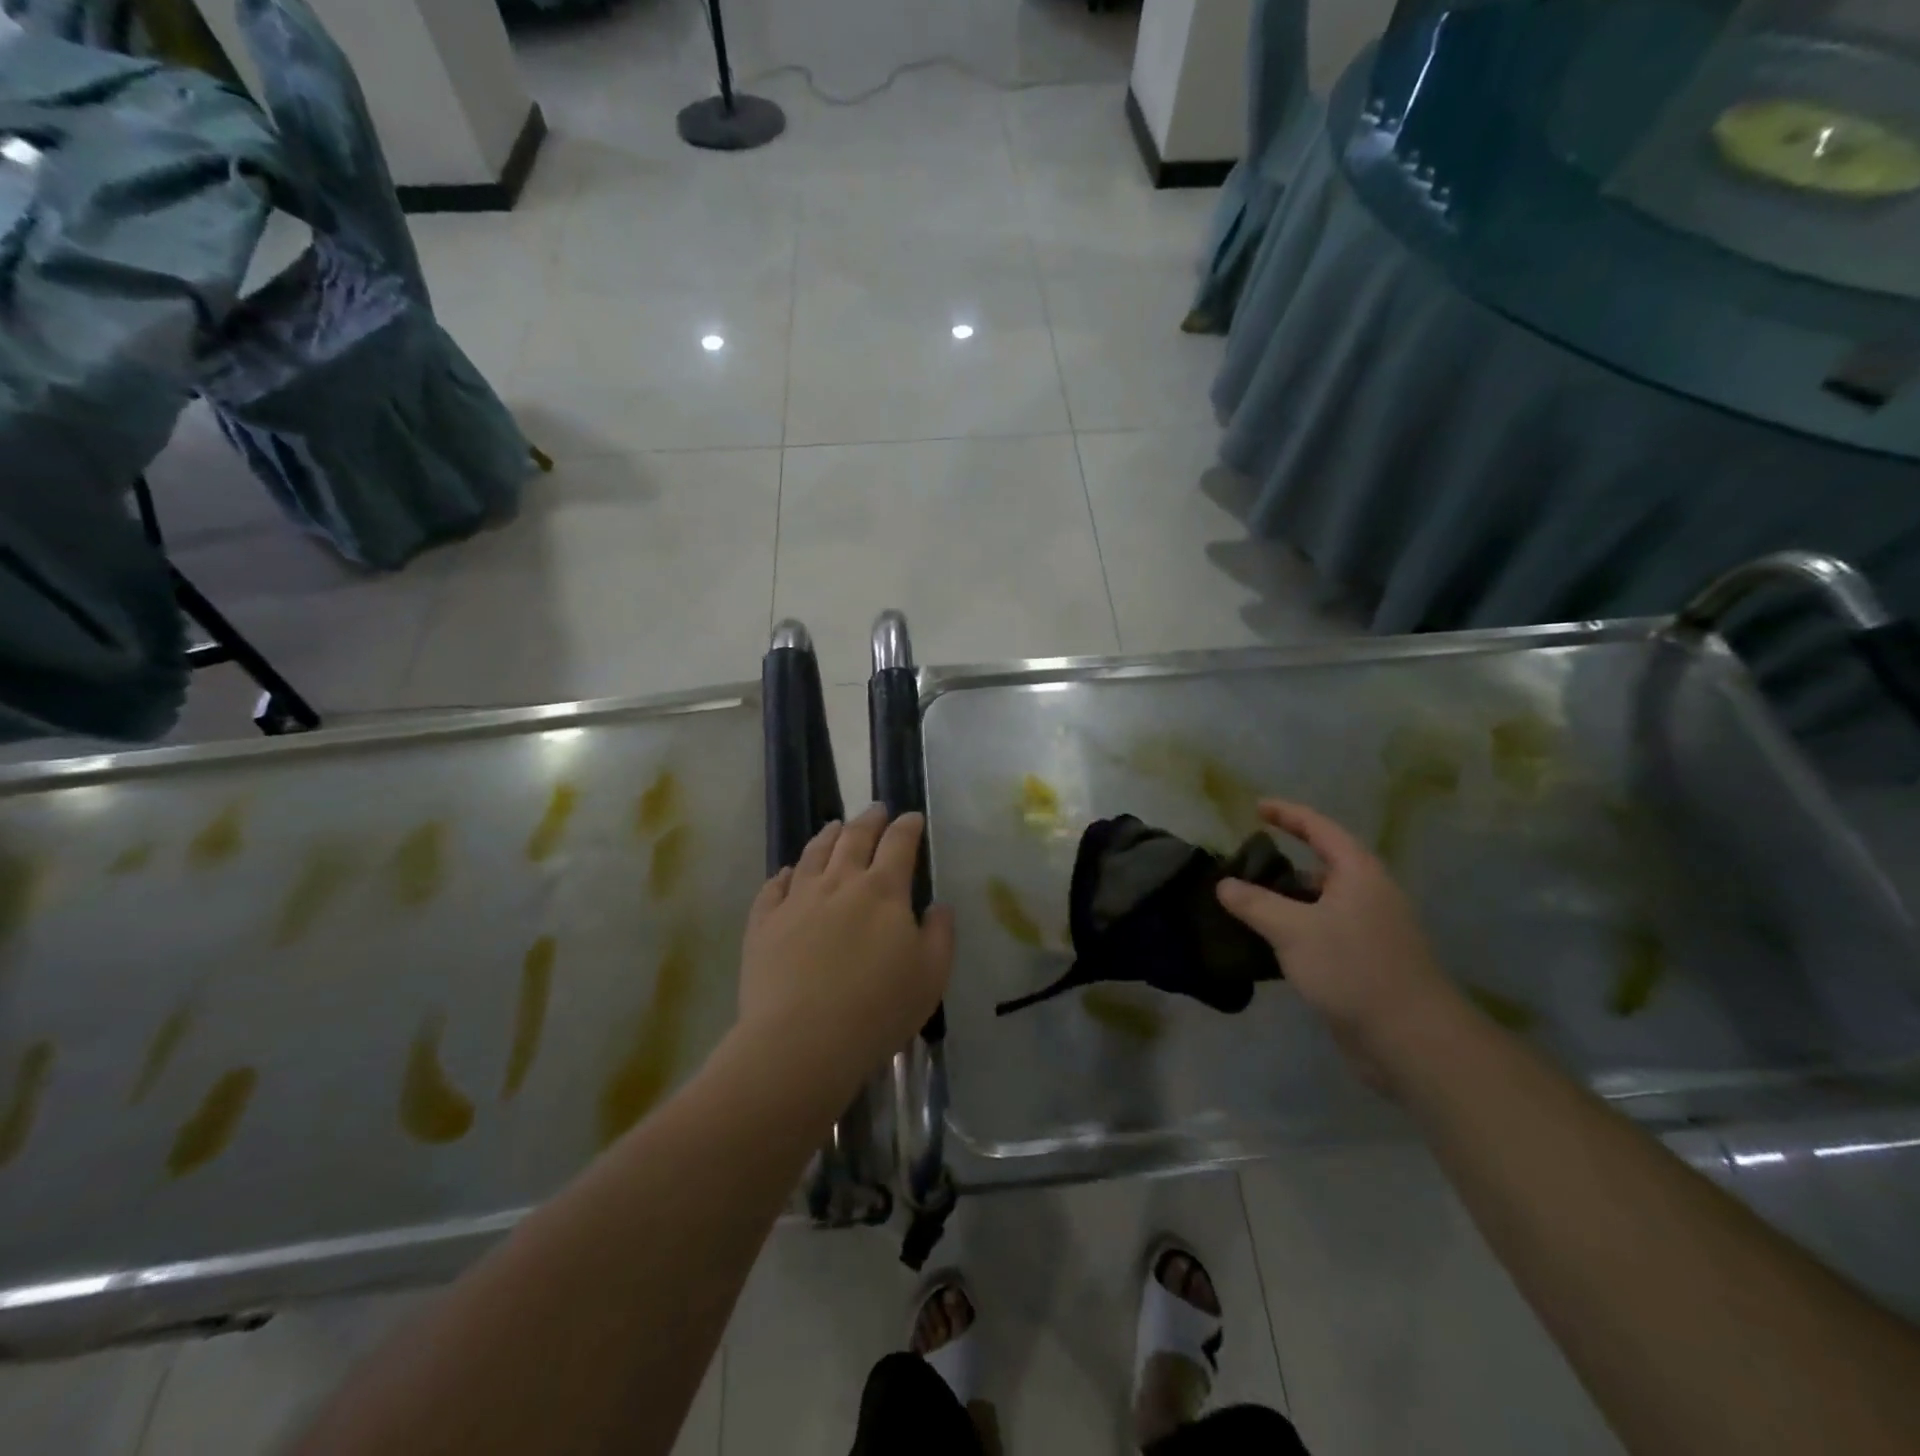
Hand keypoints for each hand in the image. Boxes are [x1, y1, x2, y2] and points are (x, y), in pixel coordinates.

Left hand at [737, 807, 953, 1098]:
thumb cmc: (878, 1009)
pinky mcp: (764, 923)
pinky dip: (784, 873)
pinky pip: (774, 887)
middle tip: (876, 809)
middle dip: (869, 820)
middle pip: (855, 838)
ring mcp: (797, 900)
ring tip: (835, 826)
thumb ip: (940, 934)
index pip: (899, 844)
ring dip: (828, 836)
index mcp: (883, 890)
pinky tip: (788, 872)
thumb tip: (938, 906)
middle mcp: (839, 883)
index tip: (912, 817)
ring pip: (813, 854)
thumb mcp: (931, 975)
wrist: (802, 1041)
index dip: (907, 826)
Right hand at [1216, 799, 1462, 1090]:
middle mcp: (1367, 895)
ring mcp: (1368, 930)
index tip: (1256, 808)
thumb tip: (1223, 884)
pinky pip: (1321, 933)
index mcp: (1358, 873)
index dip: (1287, 814)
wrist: (1411, 1039)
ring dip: (1284, 902)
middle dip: (1281, 864)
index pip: (1319, 828)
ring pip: (1318, 904)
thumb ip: (1255, 903)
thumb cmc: (1353, 969)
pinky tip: (1265, 944)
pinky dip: (1293, 930)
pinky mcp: (1364, 962)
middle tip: (1241, 866)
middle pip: (1320, 867)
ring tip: (1243, 905)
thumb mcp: (1293, 930)